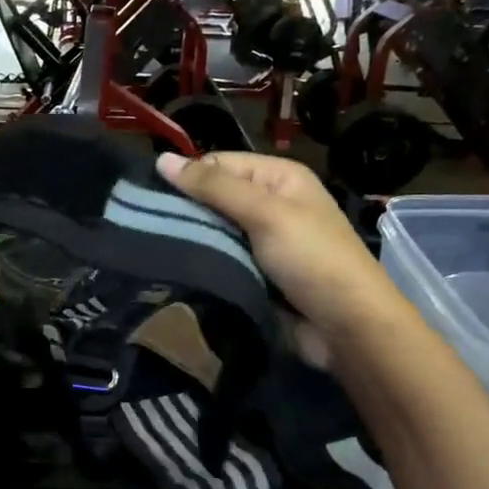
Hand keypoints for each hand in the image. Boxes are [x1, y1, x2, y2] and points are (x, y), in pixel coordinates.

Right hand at [155, 151, 392, 343]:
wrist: (347, 328)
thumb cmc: (312, 259)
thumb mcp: (265, 213)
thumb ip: (214, 187)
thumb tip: (161, 159)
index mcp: (278, 179)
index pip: (219, 165)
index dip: (187, 178)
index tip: (148, 199)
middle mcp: (270, 206)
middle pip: (214, 200)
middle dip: (185, 213)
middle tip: (142, 228)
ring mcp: (262, 245)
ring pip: (213, 235)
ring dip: (191, 243)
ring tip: (150, 250)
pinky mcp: (254, 277)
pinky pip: (220, 264)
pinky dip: (203, 268)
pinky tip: (174, 272)